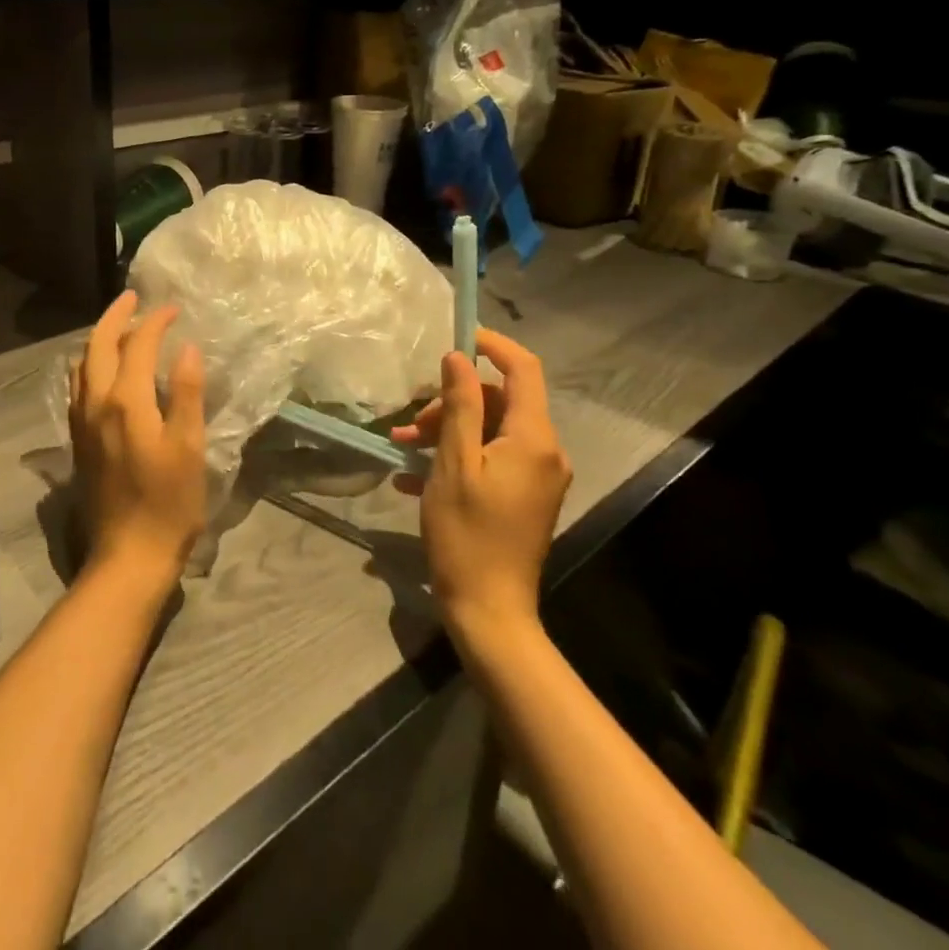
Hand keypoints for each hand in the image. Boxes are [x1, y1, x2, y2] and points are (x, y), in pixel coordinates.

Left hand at [69, 292, 206, 596]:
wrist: (127, 557)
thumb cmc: (168, 503)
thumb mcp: (189, 447)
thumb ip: (187, 393)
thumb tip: (186, 348)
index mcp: (125, 401)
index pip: (137, 345)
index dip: (155, 322)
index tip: (173, 309)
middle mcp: (95, 404)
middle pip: (98, 346)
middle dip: (115, 317)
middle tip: (134, 299)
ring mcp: (81, 423)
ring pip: (82, 366)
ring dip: (99, 340)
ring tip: (120, 329)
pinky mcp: (78, 441)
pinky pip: (78, 387)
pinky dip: (90, 365)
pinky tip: (103, 372)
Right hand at [391, 328, 570, 637]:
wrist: (490, 611)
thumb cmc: (467, 534)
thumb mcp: (454, 463)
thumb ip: (459, 405)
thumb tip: (458, 356)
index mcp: (533, 439)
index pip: (523, 369)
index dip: (492, 345)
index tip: (455, 338)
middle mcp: (545, 451)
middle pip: (499, 402)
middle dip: (452, 402)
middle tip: (411, 424)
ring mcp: (537, 476)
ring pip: (490, 430)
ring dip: (447, 431)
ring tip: (403, 447)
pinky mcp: (525, 496)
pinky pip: (491, 458)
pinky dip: (457, 457)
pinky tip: (414, 476)